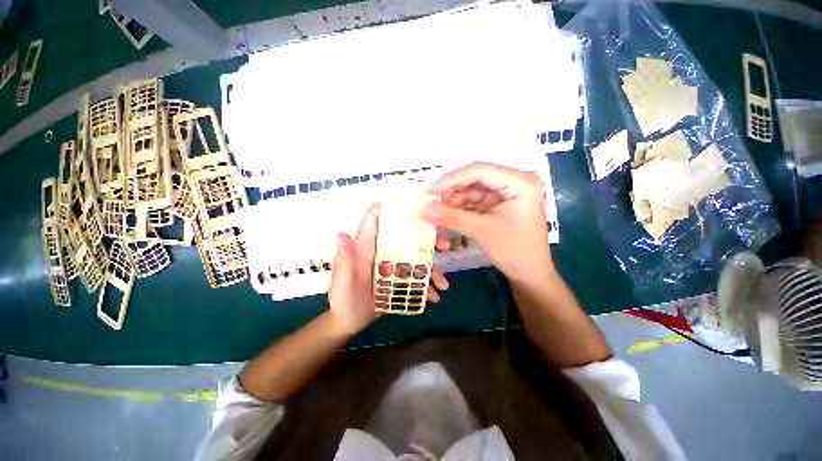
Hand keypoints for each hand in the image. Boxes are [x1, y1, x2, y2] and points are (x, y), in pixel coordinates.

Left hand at [328, 204, 449, 335]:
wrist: (348, 322)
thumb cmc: (343, 299)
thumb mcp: (343, 281)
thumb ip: (345, 259)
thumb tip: (341, 233)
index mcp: (366, 247)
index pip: (376, 221)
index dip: (391, 209)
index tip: (415, 204)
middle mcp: (382, 252)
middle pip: (406, 239)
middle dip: (427, 239)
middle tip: (445, 245)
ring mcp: (392, 266)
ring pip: (415, 259)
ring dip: (432, 268)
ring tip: (443, 284)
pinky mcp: (398, 279)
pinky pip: (415, 278)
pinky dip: (426, 285)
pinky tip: (434, 296)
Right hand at [421, 162, 553, 283]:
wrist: (529, 274)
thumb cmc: (514, 251)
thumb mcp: (482, 231)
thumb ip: (451, 217)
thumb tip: (421, 208)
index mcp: (520, 182)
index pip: (480, 171)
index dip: (451, 179)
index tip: (428, 190)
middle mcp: (514, 182)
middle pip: (475, 179)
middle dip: (451, 192)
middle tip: (429, 201)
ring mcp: (505, 193)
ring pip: (472, 191)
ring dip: (453, 202)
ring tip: (436, 212)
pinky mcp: (498, 204)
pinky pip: (474, 202)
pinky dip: (460, 209)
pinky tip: (446, 215)